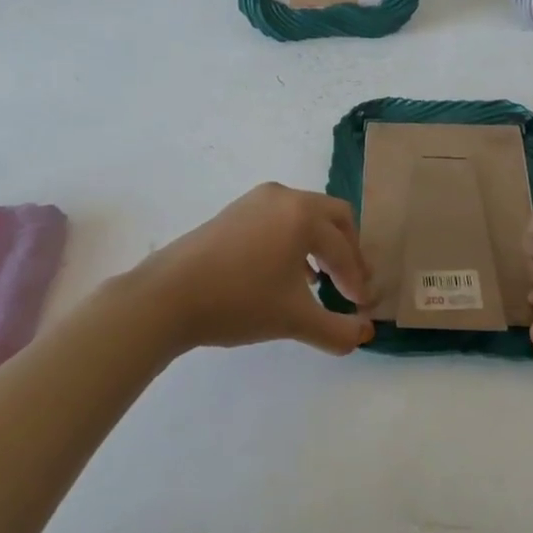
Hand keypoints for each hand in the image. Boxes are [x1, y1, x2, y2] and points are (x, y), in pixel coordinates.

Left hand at [128, 183, 374, 356]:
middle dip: (346, 251)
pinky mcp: (234, 211)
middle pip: (333, 217)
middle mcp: (284, 197)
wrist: (167, 296)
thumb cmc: (239, 302)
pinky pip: (279, 219)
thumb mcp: (294, 320)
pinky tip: (287, 273)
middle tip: (351, 283)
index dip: (356, 280)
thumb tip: (364, 335)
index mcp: (303, 215)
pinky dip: (293, 241)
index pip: (343, 249)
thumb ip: (337, 331)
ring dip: (320, 245)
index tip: (361, 307)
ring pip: (305, 216)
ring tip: (321, 281)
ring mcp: (255, 200)